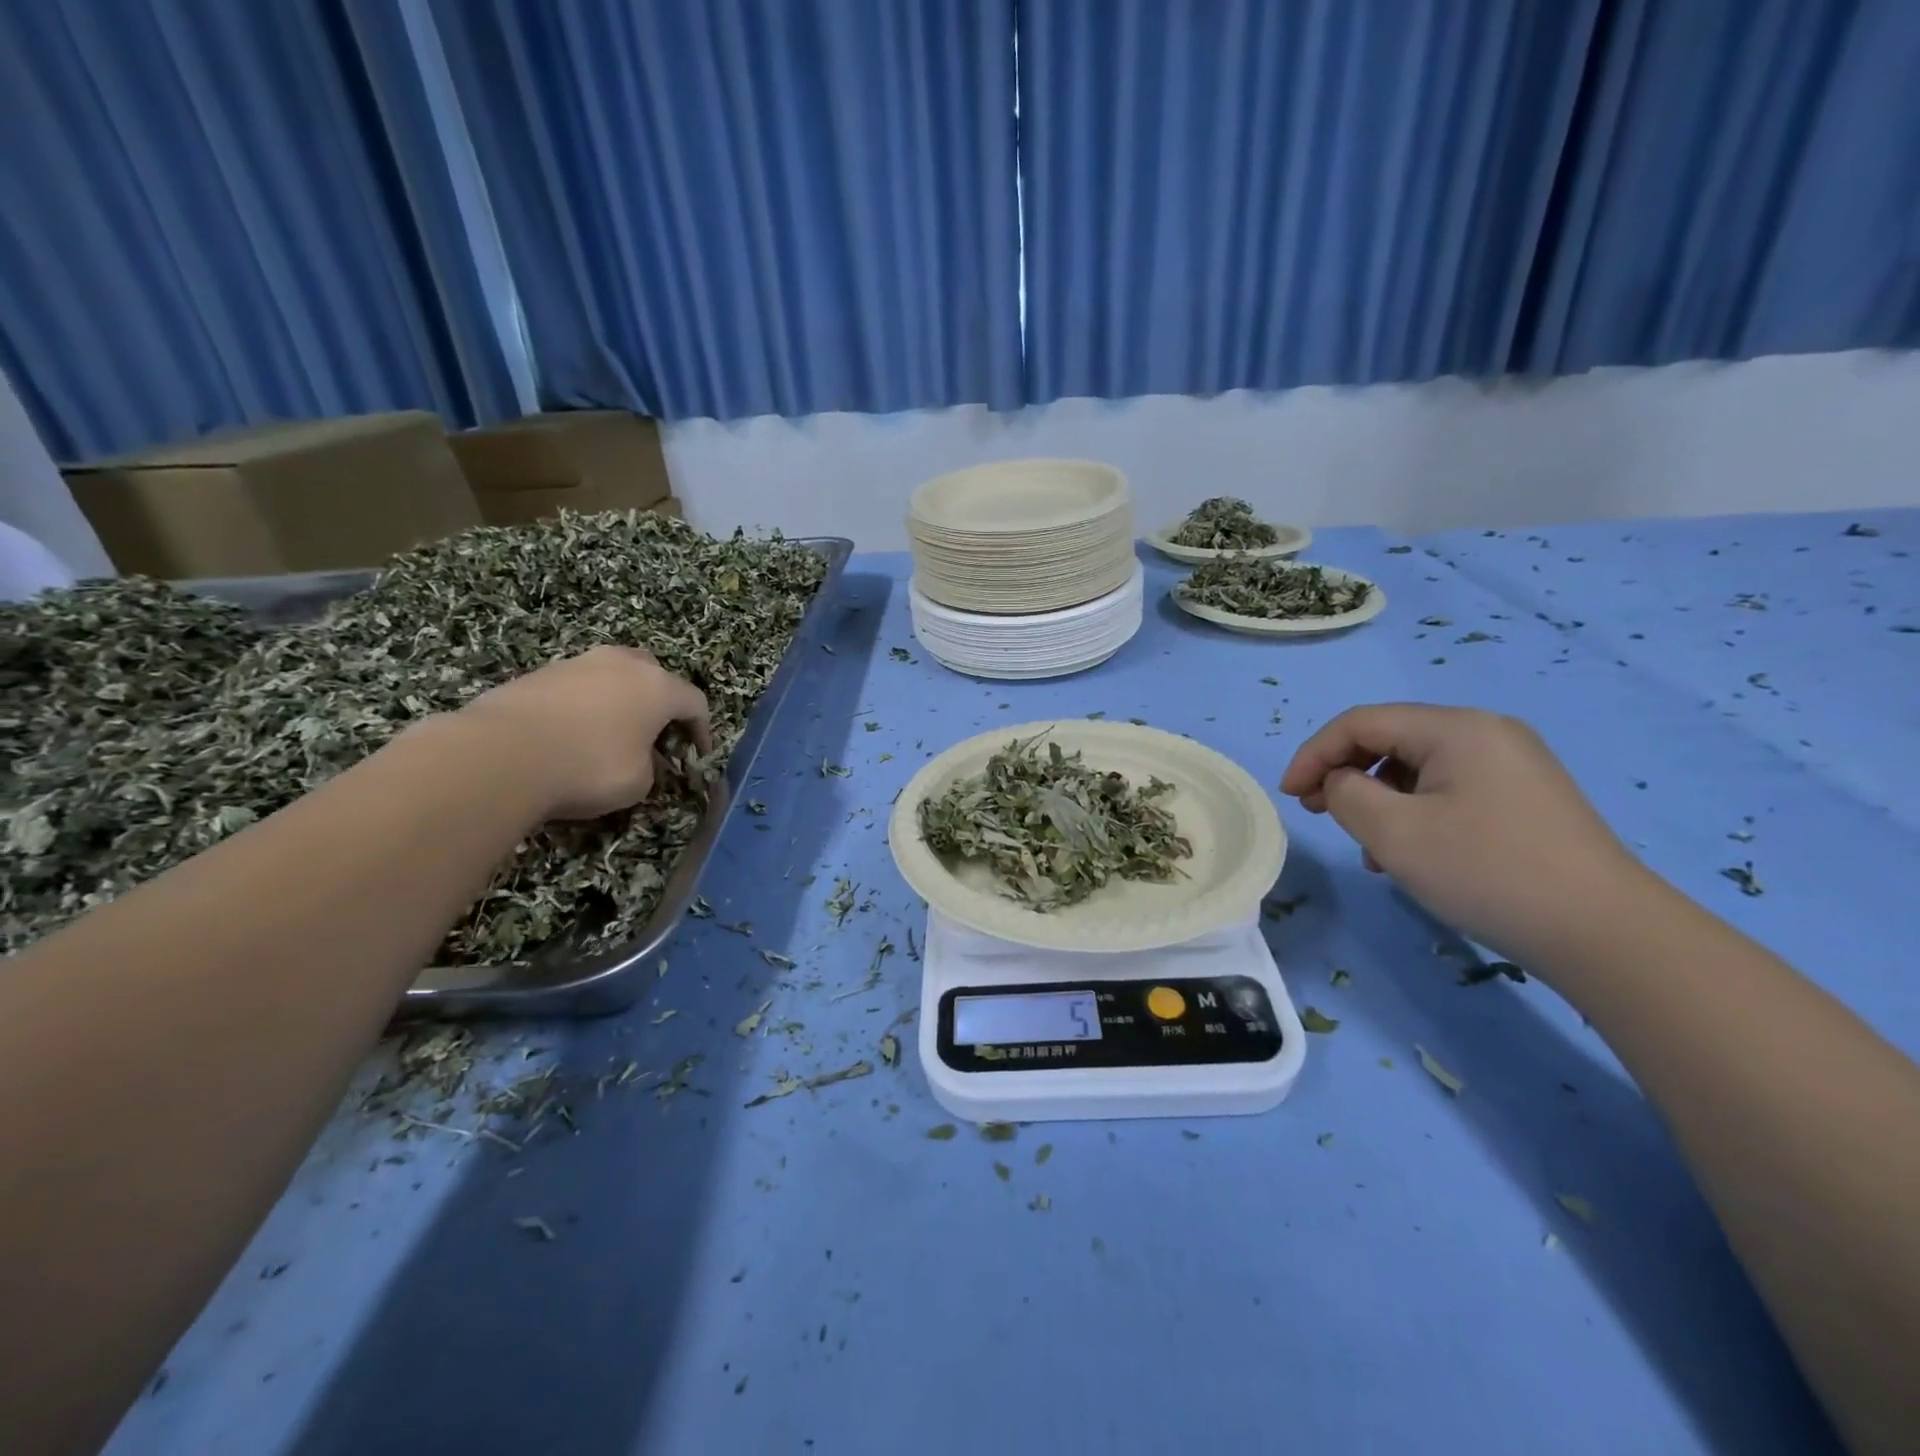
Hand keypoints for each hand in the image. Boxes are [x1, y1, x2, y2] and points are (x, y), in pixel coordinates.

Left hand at [452, 647, 711, 820]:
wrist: (501, 754)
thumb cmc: (589, 767)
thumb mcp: (639, 782)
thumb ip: (652, 766)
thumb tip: (644, 758)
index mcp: (657, 686)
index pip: (695, 702)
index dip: (702, 730)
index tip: (698, 755)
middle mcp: (622, 663)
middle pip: (655, 676)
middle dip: (660, 704)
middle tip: (656, 735)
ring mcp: (578, 663)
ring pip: (613, 676)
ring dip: (620, 702)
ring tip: (612, 735)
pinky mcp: (539, 673)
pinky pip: (577, 687)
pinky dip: (585, 707)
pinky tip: (572, 736)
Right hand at [1280, 704, 1648, 965]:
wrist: (1606, 934)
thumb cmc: (1487, 872)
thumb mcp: (1394, 833)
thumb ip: (1345, 794)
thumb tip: (1340, 783)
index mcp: (1456, 728)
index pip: (1361, 723)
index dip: (1314, 754)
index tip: (1289, 795)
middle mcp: (1487, 733)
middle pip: (1391, 740)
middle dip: (1344, 774)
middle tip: (1316, 812)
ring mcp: (1513, 766)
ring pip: (1418, 769)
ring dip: (1377, 799)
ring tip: (1365, 846)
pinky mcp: (1526, 799)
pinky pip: (1449, 790)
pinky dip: (1414, 813)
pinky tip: (1409, 853)